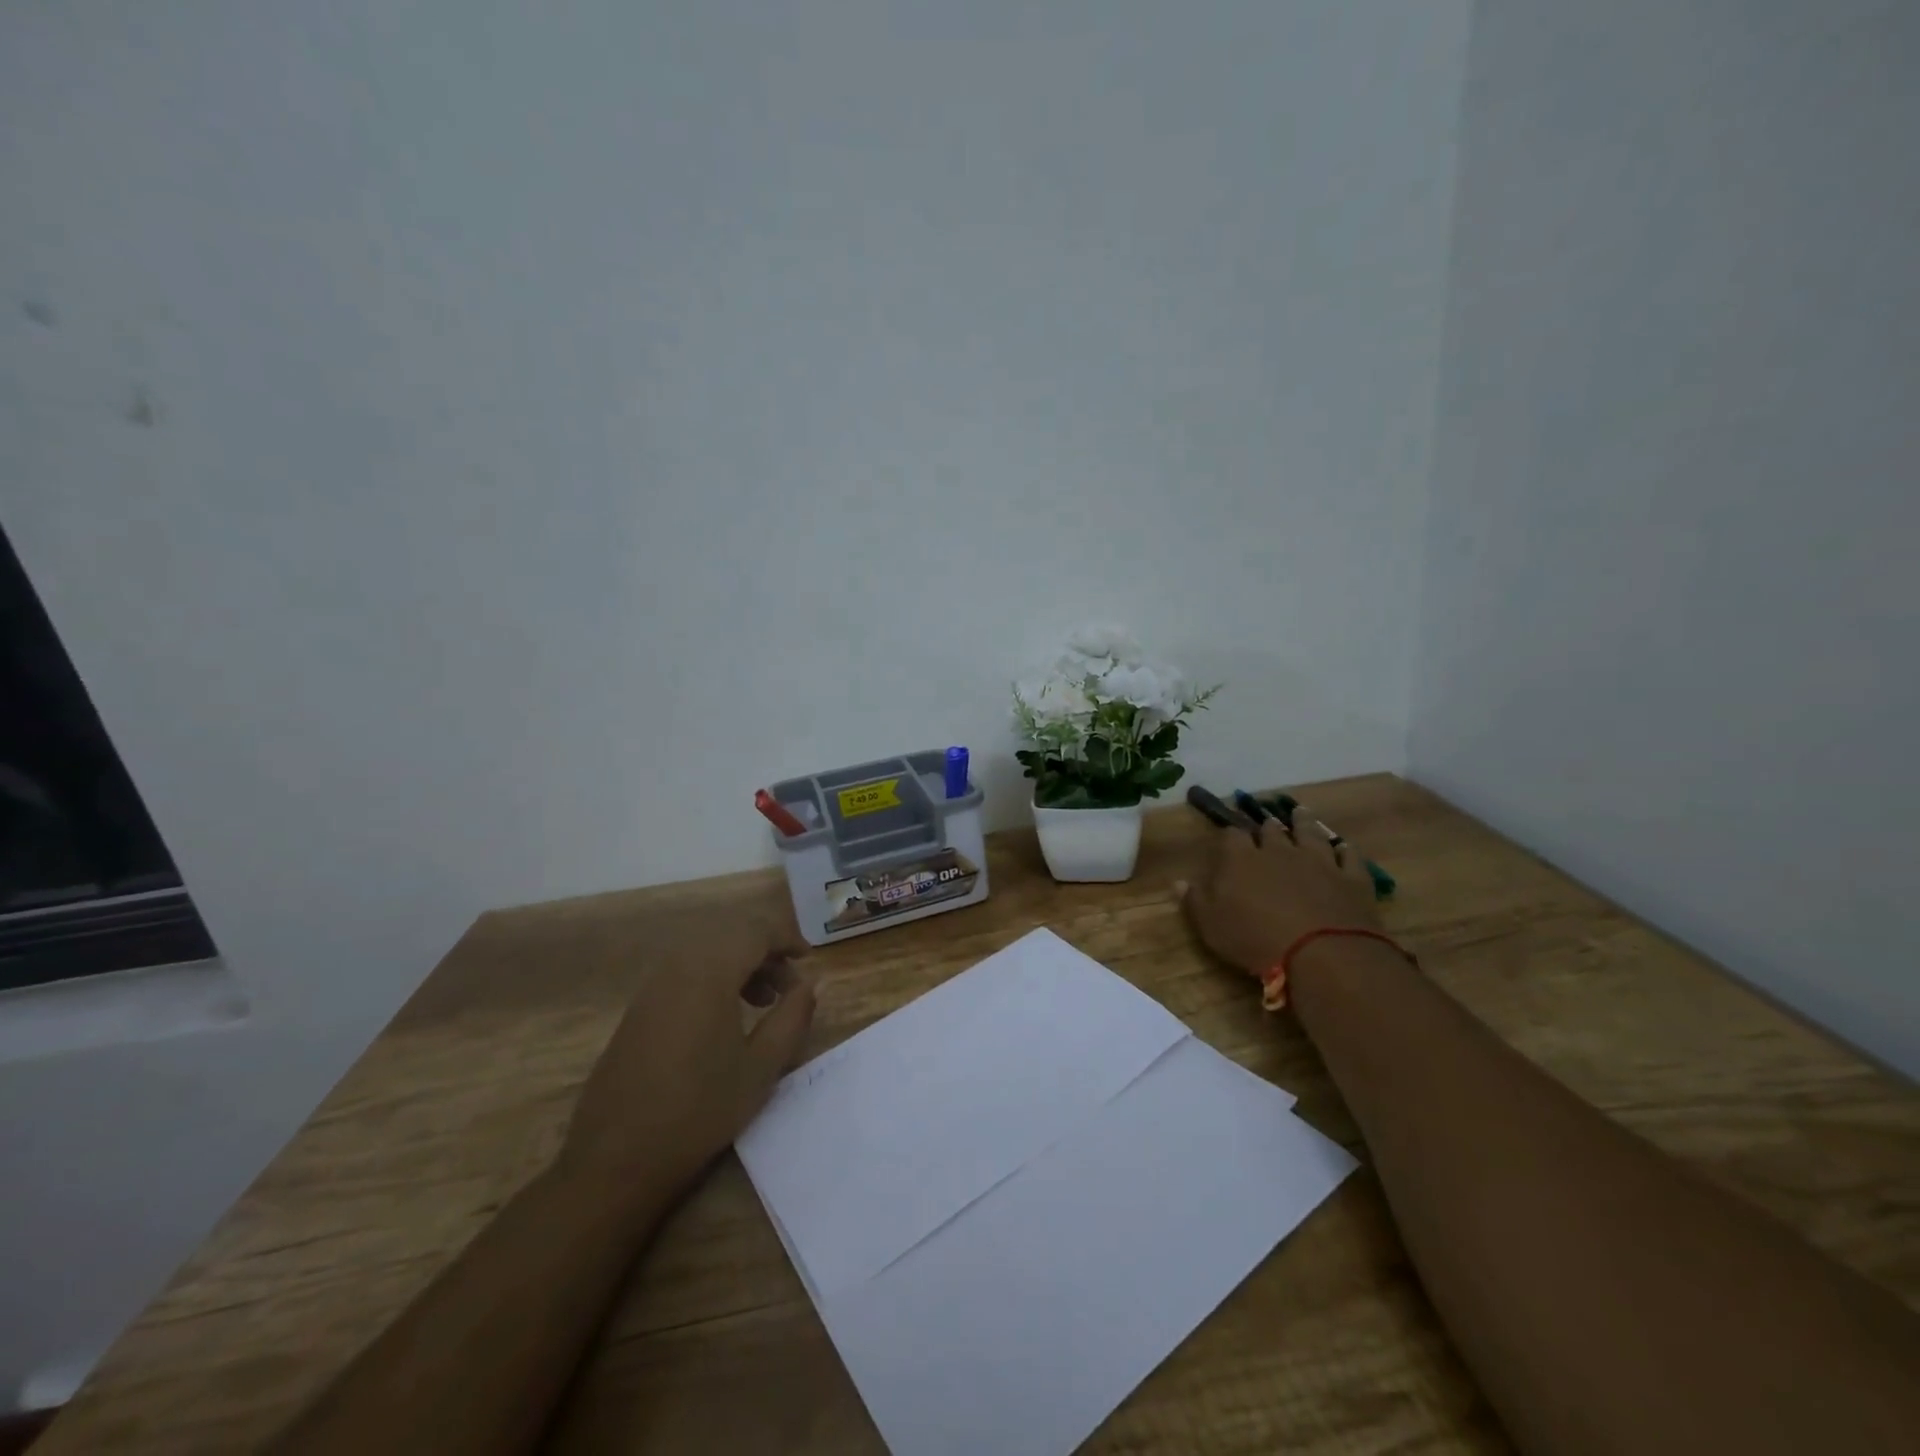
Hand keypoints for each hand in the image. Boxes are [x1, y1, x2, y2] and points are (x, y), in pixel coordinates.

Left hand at [560, 914, 815, 1199]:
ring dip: (740, 964)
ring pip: (707, 952)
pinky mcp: (639, 1009)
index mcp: (709, 972)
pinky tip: (725, 1018)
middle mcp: (678, 966)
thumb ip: (792, 1016)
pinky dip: (715, 978)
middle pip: (730, 934)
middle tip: (789, 986)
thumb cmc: (698, 1111)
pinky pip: (685, 972)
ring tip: (763, 1002)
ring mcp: (652, 986)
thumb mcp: (761, 1067)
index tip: (809, 960)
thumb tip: (808, 985)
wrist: (614, 1160)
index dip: (787, 938)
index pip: (756, 930)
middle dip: (765, 950)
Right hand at [1180, 810, 1380, 979]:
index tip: (1227, 834)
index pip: (1232, 836)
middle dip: (1267, 826)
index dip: (1229, 834)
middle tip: (1266, 822)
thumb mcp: (1211, 925)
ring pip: (1310, 834)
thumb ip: (1194, 900)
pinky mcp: (1351, 879)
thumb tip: (1177, 881)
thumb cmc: (1255, 939)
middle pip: (1272, 831)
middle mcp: (1279, 851)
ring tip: (1300, 812)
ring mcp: (1319, 862)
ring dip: (1304, 823)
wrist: (1323, 953)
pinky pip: (1349, 857)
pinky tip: (1344, 847)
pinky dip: (1345, 850)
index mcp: (1241, 859)